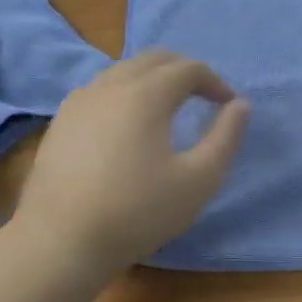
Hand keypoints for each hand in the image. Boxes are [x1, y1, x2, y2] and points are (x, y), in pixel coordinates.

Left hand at [11, 51, 248, 278]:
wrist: (61, 241)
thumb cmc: (138, 212)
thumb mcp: (199, 180)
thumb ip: (226, 138)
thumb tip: (240, 105)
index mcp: (146, 94)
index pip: (189, 68)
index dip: (215, 82)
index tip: (228, 105)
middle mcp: (110, 85)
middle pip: (154, 59)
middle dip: (184, 71)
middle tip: (203, 97)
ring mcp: (79, 101)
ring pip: (124, 71)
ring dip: (153, 79)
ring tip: (169, 109)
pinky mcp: (61, 121)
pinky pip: (100, 89)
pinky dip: (125, 93)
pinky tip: (128, 126)